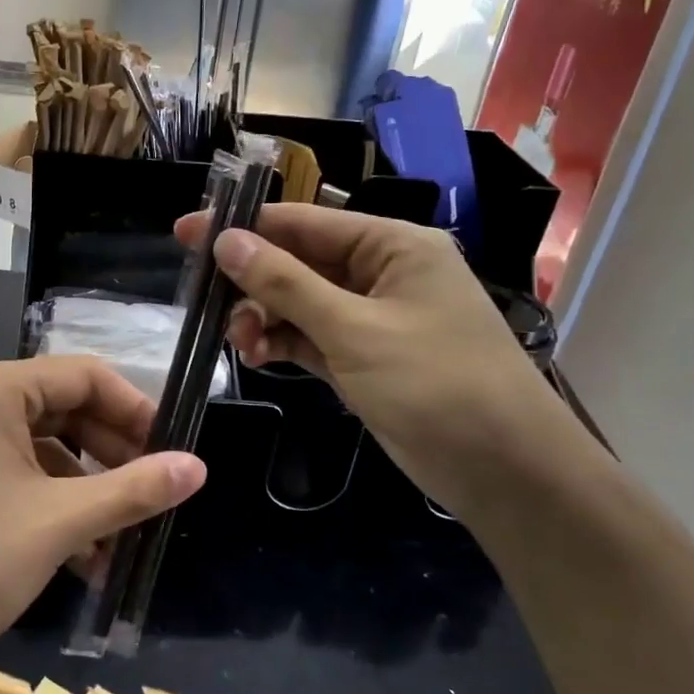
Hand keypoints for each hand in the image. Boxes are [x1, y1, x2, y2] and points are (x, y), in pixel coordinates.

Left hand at [0, 358, 204, 676]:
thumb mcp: (59, 524)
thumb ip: (133, 490)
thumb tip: (197, 467)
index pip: (85, 376)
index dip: (136, 411)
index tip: (172, 453)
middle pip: (63, 408)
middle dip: (112, 453)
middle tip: (153, 496)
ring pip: (40, 446)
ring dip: (85, 486)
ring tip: (122, 536)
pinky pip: (13, 472)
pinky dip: (50, 501)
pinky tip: (81, 552)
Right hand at [176, 206, 577, 513]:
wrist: (507, 472)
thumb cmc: (436, 384)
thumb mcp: (354, 330)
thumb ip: (286, 285)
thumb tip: (225, 241)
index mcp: (392, 245)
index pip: (305, 221)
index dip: (244, 226)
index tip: (186, 232)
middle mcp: (382, 271)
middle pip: (299, 261)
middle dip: (253, 281)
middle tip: (206, 303)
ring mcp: (373, 316)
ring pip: (300, 301)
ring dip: (265, 317)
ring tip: (238, 341)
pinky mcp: (366, 355)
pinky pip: (312, 335)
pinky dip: (283, 342)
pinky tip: (256, 354)